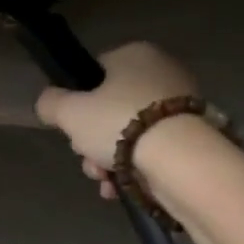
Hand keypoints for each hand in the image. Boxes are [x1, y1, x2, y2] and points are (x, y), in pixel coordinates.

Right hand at [34, 41, 198, 199]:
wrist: (181, 159)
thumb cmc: (120, 123)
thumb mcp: (70, 112)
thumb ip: (51, 103)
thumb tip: (48, 103)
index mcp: (134, 54)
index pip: (95, 73)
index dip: (77, 103)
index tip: (71, 130)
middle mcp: (162, 72)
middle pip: (110, 109)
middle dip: (92, 141)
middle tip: (87, 161)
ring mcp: (182, 105)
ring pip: (130, 133)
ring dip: (108, 160)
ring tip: (104, 182)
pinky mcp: (194, 136)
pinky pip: (153, 150)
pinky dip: (134, 169)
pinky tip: (120, 188)